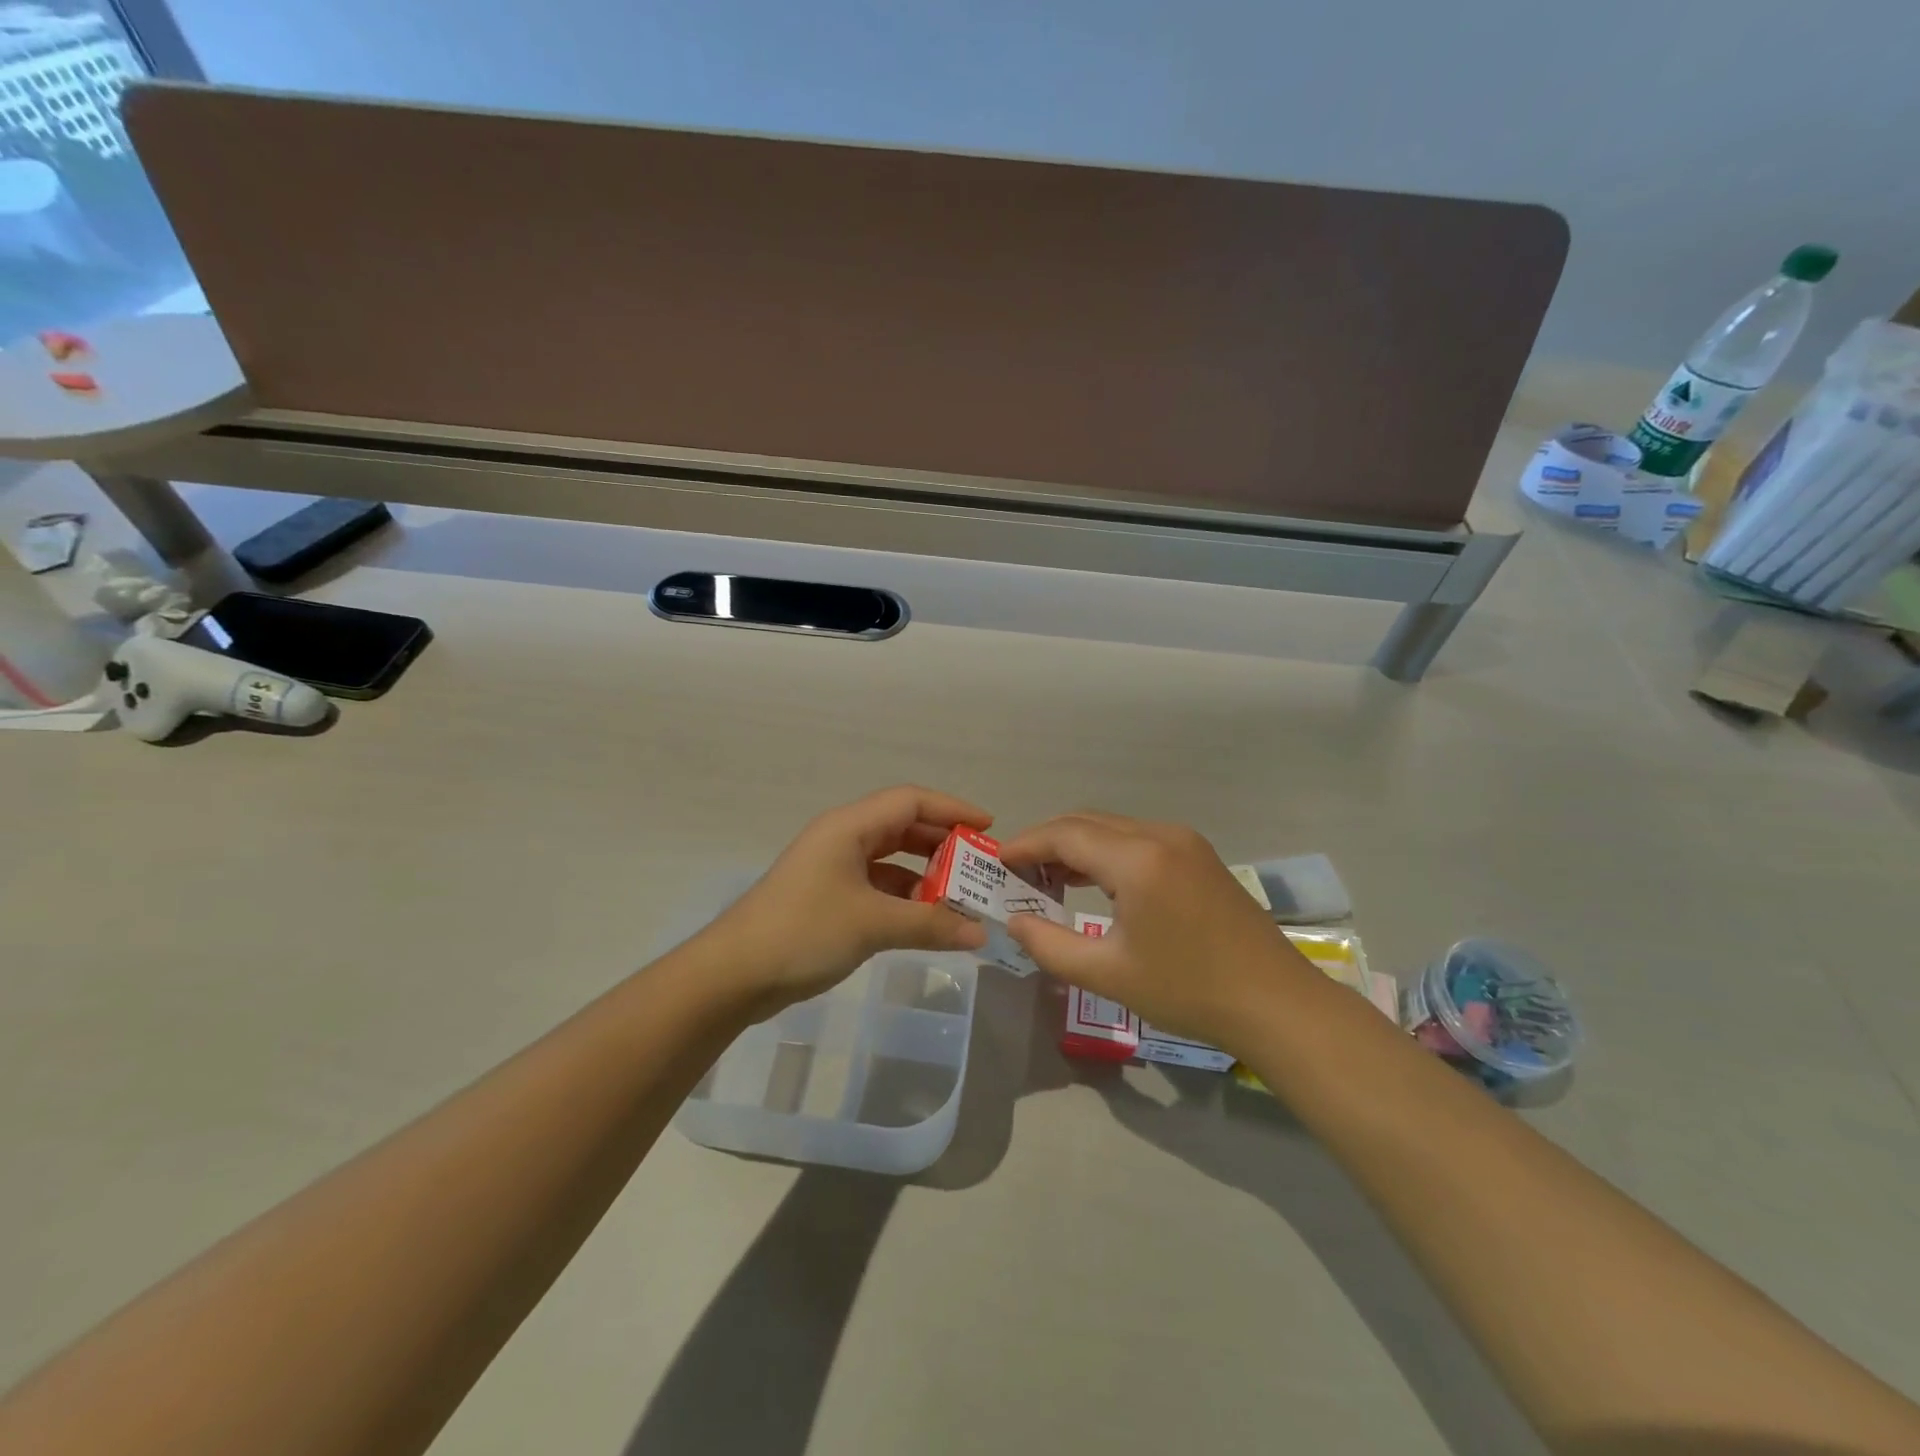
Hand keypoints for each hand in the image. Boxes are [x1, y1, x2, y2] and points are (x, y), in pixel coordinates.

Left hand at [707, 786, 991, 1016]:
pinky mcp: (829, 898)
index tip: (988, 829)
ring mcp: (834, 869)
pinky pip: (878, 888)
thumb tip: (980, 933)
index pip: (910, 801)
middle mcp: (842, 839)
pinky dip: (905, 899)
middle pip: (903, 827)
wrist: (734, 974)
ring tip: (961, 898)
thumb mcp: (872, 924)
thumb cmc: (803, 932)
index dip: (952, 809)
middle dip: (943, 844)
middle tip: (980, 867)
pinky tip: (927, 921)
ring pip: (891, 860)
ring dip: (926, 876)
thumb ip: (930, 924)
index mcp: (849, 827)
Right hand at [1000, 811, 1315, 1050]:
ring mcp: (1184, 841)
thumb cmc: (1188, 990)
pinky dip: (1105, 853)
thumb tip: (1014, 921)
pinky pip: (1137, 839)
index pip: (1064, 834)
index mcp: (1137, 859)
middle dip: (1046, 843)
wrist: (1276, 1003)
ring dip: (1076, 846)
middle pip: (1086, 822)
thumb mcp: (1108, 974)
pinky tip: (1093, 883)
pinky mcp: (1198, 855)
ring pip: (1112, 828)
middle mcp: (1159, 834)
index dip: (1025, 845)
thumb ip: (1050, 945)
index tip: (995, 863)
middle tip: (1017, 876)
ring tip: (1047, 882)